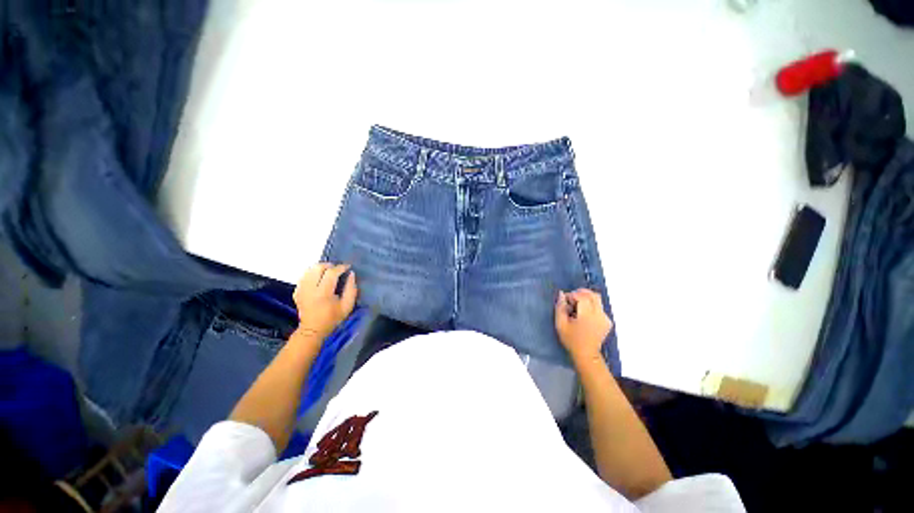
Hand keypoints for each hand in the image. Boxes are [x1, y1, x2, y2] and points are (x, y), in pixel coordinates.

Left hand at [293, 263, 357, 342]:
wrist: (312, 329)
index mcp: (323, 293)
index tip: (348, 267)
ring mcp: (301, 289)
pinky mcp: (297, 291)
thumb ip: (351, 289)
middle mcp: (310, 289)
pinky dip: (313, 273)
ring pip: (309, 269)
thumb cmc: (333, 318)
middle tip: (338, 269)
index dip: (341, 267)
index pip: (331, 273)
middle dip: (330, 265)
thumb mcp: (347, 305)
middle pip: (318, 267)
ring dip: (321, 268)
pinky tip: (319, 278)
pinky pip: (304, 276)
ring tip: (329, 272)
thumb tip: (351, 274)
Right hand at [555, 288, 612, 364]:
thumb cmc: (571, 340)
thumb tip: (562, 293)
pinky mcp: (608, 321)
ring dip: (586, 298)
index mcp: (587, 315)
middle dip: (580, 293)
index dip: (572, 295)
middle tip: (571, 300)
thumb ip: (560, 307)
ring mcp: (605, 317)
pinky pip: (599, 306)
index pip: (582, 296)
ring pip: (597, 299)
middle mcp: (599, 314)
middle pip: (592, 295)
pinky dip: (591, 305)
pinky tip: (584, 313)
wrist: (586, 354)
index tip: (565, 301)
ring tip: (577, 307)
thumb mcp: (560, 324)